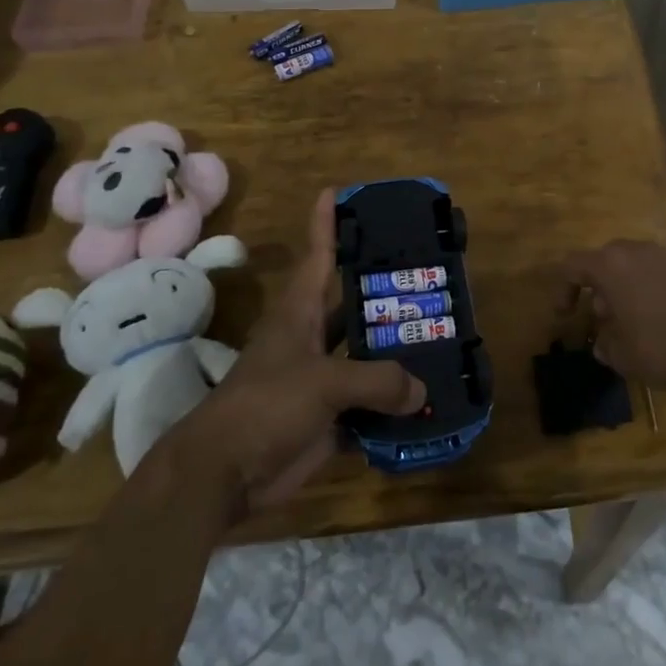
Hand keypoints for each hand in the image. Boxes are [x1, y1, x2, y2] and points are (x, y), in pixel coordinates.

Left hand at [162, 189, 424, 517]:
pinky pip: (370, 405)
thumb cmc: (265, 406)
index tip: (337, 192)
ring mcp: (321, 380)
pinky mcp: (328, 418)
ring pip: (366, 356)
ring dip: (397, 352)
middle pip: (353, 306)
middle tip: (428, 276)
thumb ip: (377, 381)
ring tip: (441, 337)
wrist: (224, 473)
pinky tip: (428, 402)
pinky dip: (395, 406)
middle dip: (385, 292)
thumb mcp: (323, 383)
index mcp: (300, 314)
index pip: (317, 256)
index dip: (326, 224)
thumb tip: (421, 391)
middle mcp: (312, 339)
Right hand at [557, 241, 665, 398]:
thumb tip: (603, 342)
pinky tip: (658, 318)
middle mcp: (635, 251)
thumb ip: (605, 345)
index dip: (564, 289)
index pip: (573, 266)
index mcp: (610, 265)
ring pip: (632, 264)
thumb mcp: (622, 355)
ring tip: (630, 321)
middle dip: (598, 288)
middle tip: (602, 318)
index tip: (566, 315)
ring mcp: (664, 255)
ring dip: (624, 287)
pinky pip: (655, 271)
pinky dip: (648, 288)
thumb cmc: (661, 347)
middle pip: (604, 260)